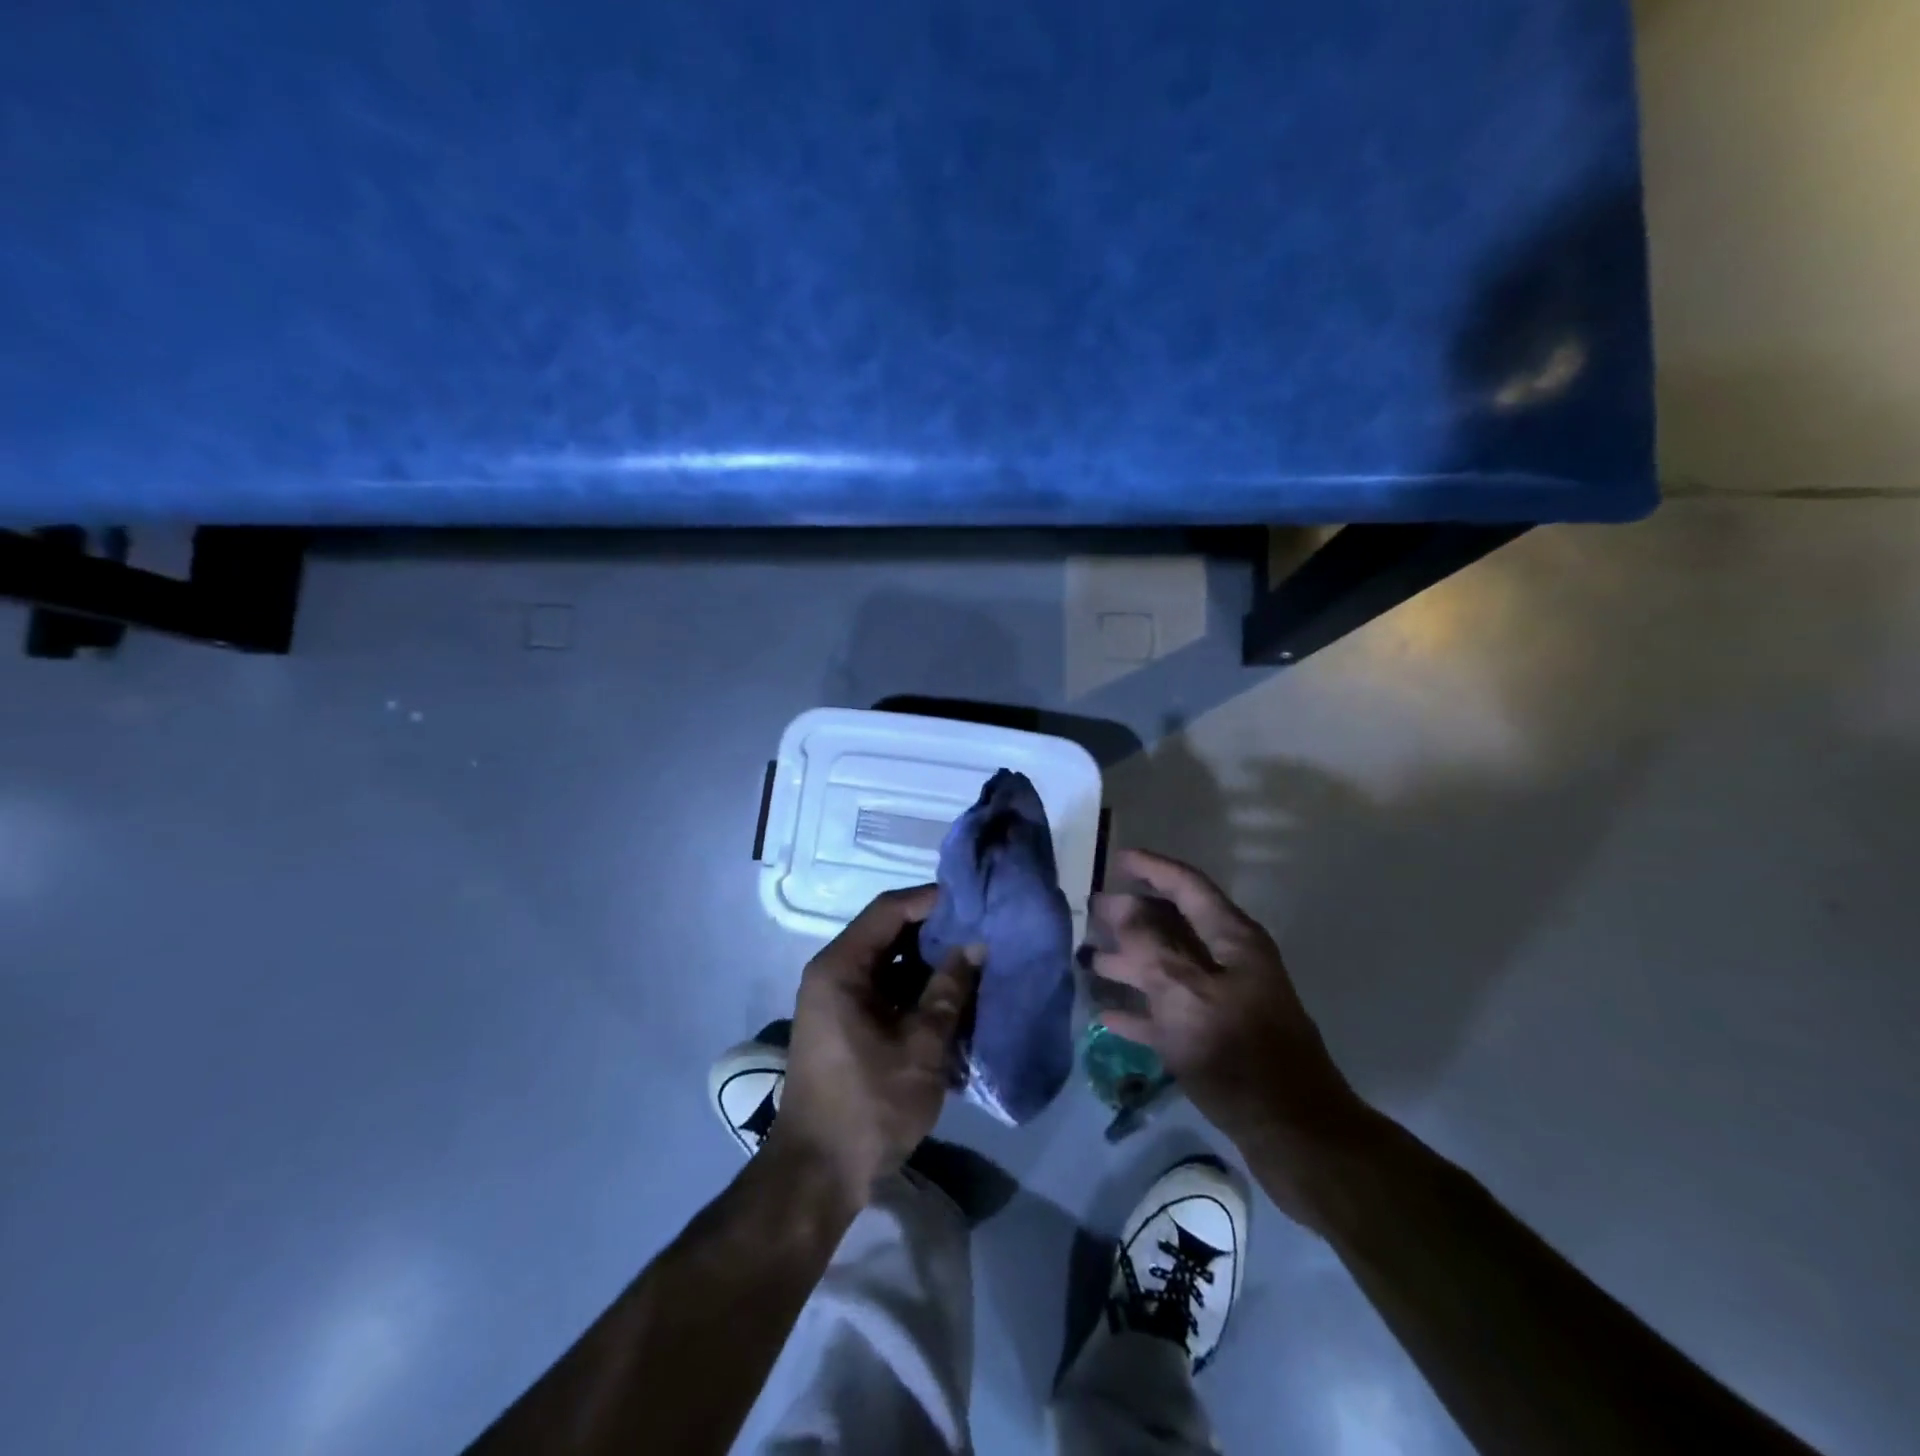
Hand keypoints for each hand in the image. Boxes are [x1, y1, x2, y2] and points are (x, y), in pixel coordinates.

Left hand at [771, 886, 982, 1207]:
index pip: (890, 909)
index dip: (933, 900)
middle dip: (937, 933)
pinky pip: (887, 991)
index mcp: (841, 967)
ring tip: (977, 963)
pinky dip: (918, 991)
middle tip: (984, 932)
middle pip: (890, 934)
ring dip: (931, 965)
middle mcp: (834, 973)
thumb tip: (976, 944)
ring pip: (892, 964)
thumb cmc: (869, 1105)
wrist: (819, 1174)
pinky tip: (955, 1000)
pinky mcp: (848, 1024)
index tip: (975, 902)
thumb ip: (949, 991)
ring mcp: (839, 1000)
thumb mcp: (920, 1047)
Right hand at [1089, 850, 1365, 1202]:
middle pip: (1174, 926)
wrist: (1293, 1134)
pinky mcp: (1216, 1038)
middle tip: (1090, 913)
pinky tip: (1107, 1014)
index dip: (1152, 868)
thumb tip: (1121, 906)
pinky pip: (1169, 1011)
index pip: (1187, 886)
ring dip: (1130, 962)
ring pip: (1168, 968)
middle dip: (1132, 917)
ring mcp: (1223, 1001)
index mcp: (1231, 939)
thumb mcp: (1187, 992)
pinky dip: (1140, 1009)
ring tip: (1088, 960)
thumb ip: (1150, 945)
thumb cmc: (1238, 1053)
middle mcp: (1228, 962)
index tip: (1117, 859)